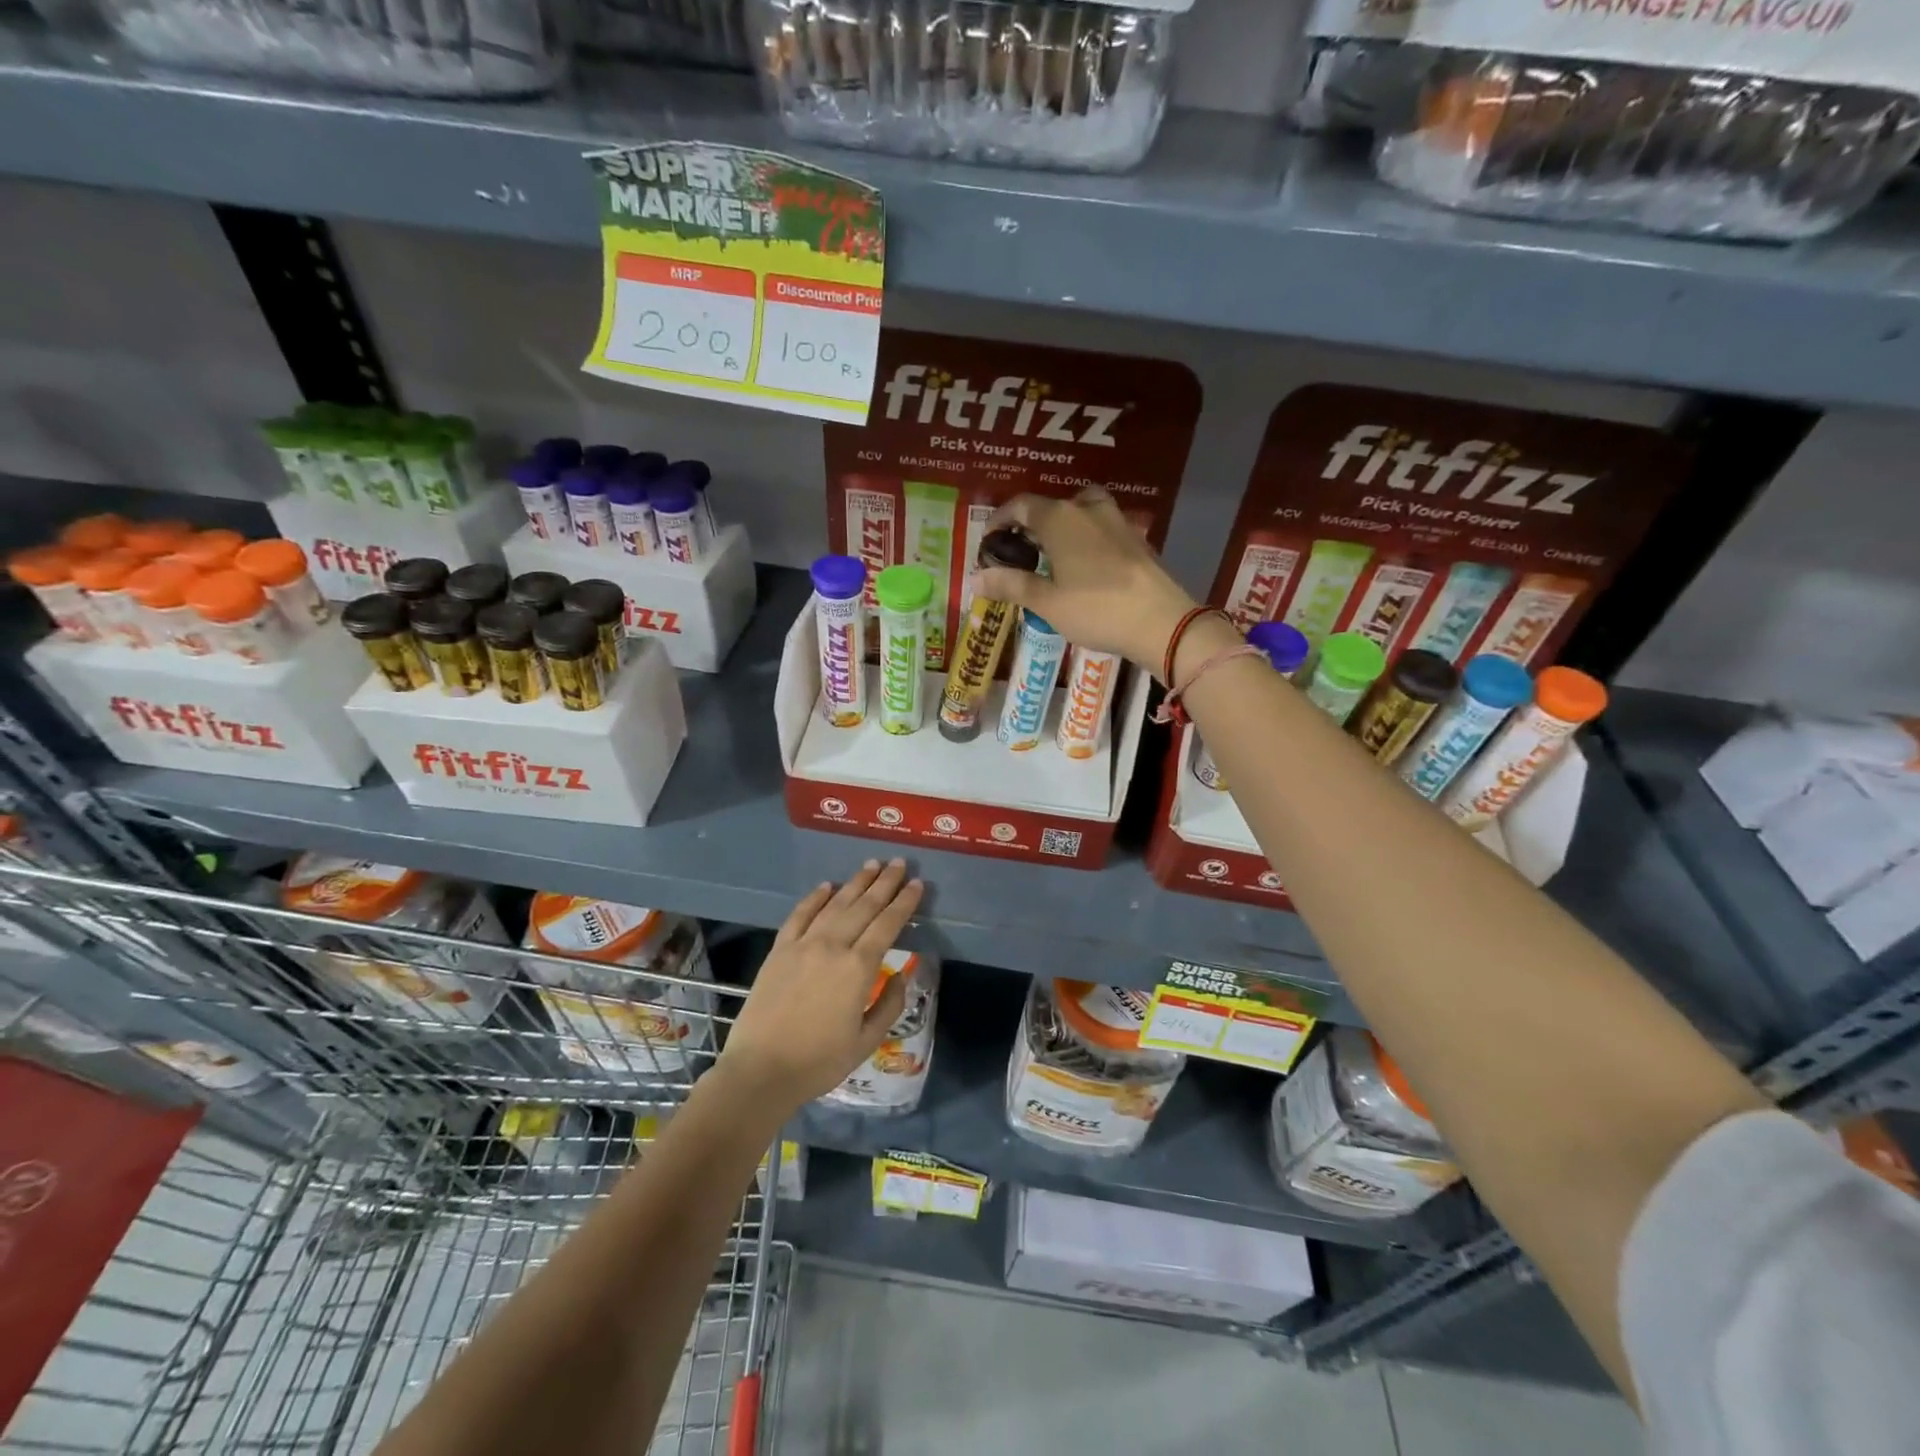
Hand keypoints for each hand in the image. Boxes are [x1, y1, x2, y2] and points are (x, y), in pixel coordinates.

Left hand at [716, 860, 923, 1111]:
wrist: (760, 1071)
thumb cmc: (819, 1062)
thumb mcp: (866, 1041)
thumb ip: (889, 1004)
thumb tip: (902, 974)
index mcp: (858, 968)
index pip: (888, 924)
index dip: (904, 903)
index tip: (917, 884)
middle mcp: (833, 946)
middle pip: (864, 906)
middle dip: (885, 883)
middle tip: (899, 863)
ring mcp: (803, 945)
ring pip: (835, 904)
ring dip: (855, 883)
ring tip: (871, 865)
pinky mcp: (779, 950)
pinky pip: (799, 915)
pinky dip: (815, 898)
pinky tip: (827, 886)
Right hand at [974, 489, 1197, 672]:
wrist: (1160, 621)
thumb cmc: (1096, 609)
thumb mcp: (1047, 602)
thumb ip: (1011, 585)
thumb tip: (975, 579)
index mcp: (1060, 519)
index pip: (1021, 506)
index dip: (1001, 520)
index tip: (990, 540)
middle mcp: (1087, 509)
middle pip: (1052, 506)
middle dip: (1032, 524)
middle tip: (1020, 551)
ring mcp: (1116, 521)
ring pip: (1081, 511)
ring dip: (1063, 526)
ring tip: (1053, 554)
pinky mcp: (1136, 539)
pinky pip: (1102, 527)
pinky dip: (1086, 537)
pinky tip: (1085, 565)